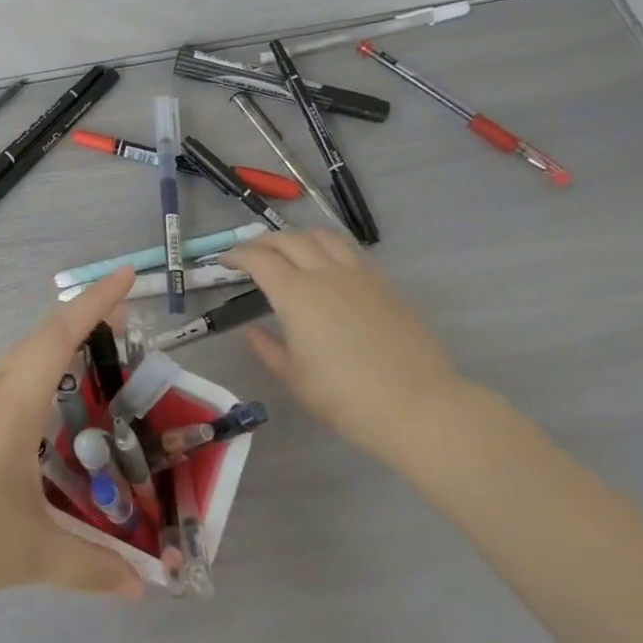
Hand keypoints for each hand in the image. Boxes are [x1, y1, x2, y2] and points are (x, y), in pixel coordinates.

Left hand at [0, 269, 143, 637]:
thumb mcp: (30, 554)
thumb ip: (90, 567)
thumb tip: (141, 587)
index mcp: (10, 402)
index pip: (59, 334)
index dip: (95, 302)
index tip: (125, 276)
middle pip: (39, 344)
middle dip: (82, 329)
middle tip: (123, 333)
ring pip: (16, 370)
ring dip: (54, 362)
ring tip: (91, 380)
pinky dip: (31, 393)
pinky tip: (40, 430)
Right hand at [220, 229, 470, 459]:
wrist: (417, 405)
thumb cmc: (344, 397)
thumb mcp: (294, 378)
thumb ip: (268, 349)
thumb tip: (253, 331)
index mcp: (295, 294)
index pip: (259, 259)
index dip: (237, 255)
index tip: (225, 262)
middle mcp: (325, 273)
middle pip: (289, 239)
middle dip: (263, 241)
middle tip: (250, 253)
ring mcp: (360, 275)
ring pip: (323, 237)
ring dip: (298, 237)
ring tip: (289, 250)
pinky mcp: (385, 284)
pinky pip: (351, 252)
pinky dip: (329, 248)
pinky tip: (328, 266)